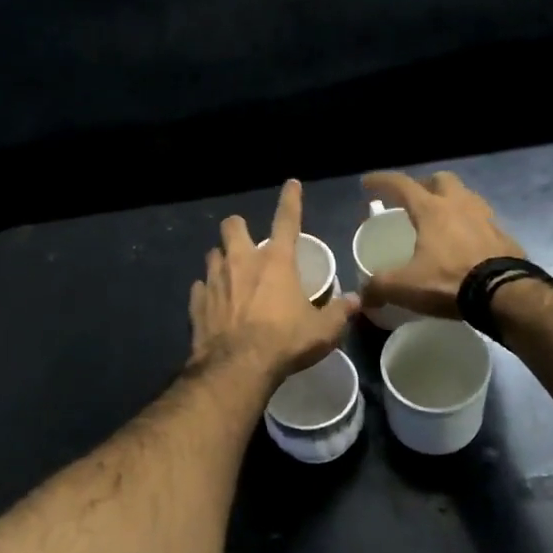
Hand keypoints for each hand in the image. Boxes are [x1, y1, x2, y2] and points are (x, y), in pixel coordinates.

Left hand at [189, 180, 358, 382]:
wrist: (237, 368)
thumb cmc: (285, 342)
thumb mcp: (322, 331)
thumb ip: (338, 312)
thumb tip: (355, 300)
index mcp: (276, 262)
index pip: (287, 220)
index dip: (291, 200)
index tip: (291, 184)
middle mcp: (242, 262)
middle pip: (233, 227)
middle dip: (238, 228)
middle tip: (247, 242)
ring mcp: (215, 281)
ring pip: (212, 254)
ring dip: (221, 260)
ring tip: (230, 273)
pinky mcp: (197, 303)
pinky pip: (199, 288)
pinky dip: (206, 291)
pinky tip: (213, 302)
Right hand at [358, 171, 522, 318]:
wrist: (504, 294)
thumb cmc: (449, 281)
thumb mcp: (406, 287)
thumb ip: (379, 287)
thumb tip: (363, 297)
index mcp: (432, 210)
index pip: (402, 184)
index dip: (382, 181)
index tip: (367, 183)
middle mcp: (460, 205)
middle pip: (441, 180)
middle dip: (425, 185)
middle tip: (414, 201)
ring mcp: (486, 218)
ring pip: (466, 197)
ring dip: (452, 202)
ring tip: (441, 221)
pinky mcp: (504, 236)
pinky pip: (483, 221)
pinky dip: (470, 226)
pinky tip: (465, 243)